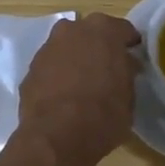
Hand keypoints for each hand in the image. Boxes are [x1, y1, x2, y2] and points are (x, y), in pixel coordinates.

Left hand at [14, 13, 140, 165]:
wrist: (56, 136)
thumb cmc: (103, 114)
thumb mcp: (129, 96)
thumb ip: (126, 73)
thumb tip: (124, 67)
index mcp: (103, 30)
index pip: (123, 30)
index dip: (129, 45)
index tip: (133, 59)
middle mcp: (73, 29)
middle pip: (90, 33)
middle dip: (99, 47)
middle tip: (107, 69)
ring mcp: (48, 47)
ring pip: (67, 47)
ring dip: (75, 59)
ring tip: (83, 84)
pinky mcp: (30, 68)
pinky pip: (51, 66)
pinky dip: (57, 75)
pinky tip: (63, 96)